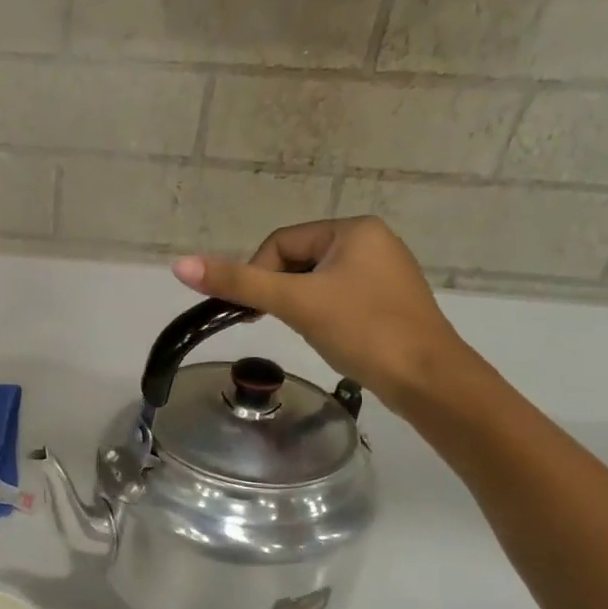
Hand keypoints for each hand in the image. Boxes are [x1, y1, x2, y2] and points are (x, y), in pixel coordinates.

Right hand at [172, 216, 474, 412]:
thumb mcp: (295, 303)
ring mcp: (383, 271)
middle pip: (297, 260)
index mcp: (353, 229)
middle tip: (278, 323)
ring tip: (306, 330)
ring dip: (298, 304)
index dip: (257, 274)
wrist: (428, 379)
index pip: (280, 242)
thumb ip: (238, 283)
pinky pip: (337, 296)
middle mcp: (372, 241)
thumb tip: (179, 264)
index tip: (253, 311)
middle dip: (280, 291)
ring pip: (315, 281)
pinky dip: (321, 314)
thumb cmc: (363, 330)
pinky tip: (328, 335)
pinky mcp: (387, 300)